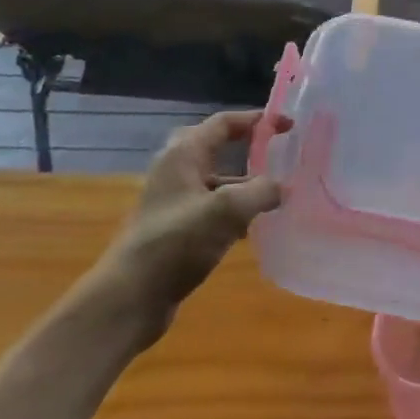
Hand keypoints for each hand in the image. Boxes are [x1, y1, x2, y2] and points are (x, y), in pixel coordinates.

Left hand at [89, 111, 284, 351]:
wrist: (130, 298)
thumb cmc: (177, 243)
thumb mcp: (228, 211)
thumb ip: (262, 191)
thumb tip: (283, 188)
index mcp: (184, 155)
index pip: (225, 123)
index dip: (258, 119)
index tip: (289, 125)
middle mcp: (177, 171)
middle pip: (219, 148)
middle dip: (250, 149)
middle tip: (280, 153)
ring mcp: (175, 201)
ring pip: (218, 181)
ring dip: (246, 184)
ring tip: (278, 194)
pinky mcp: (176, 229)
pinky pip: (213, 208)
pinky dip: (235, 211)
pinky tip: (254, 227)